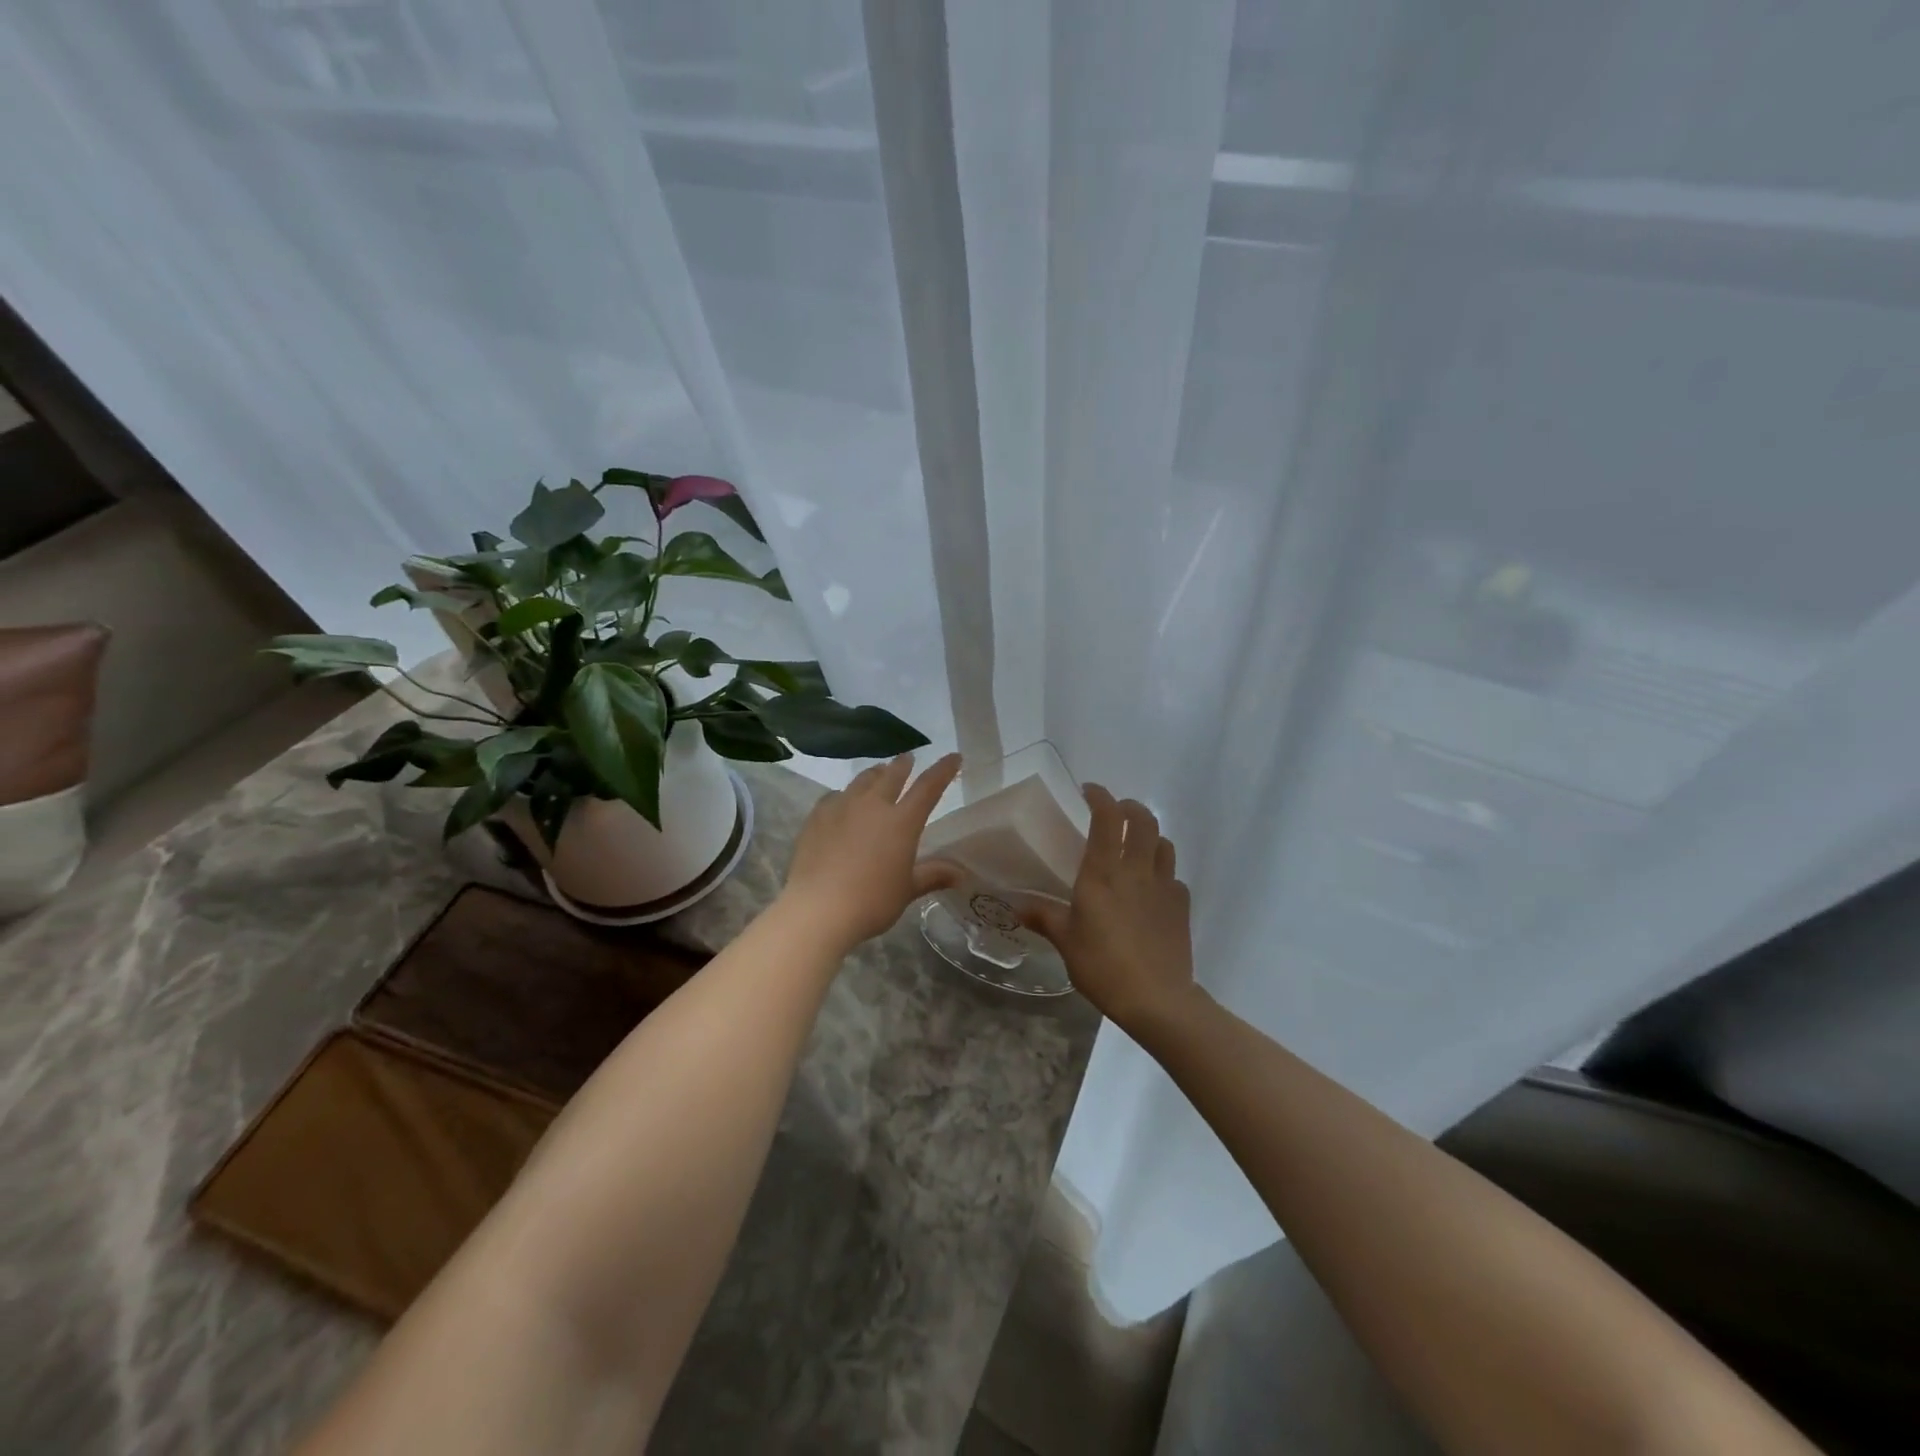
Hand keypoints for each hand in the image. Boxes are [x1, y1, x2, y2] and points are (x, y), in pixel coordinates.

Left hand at [780, 752, 964, 951]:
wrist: (818, 910)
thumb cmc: (872, 902)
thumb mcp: (907, 890)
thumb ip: (933, 875)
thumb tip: (960, 873)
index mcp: (902, 821)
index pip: (928, 787)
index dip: (943, 770)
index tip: (953, 757)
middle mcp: (873, 805)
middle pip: (892, 775)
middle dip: (903, 765)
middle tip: (908, 759)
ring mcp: (841, 808)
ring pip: (862, 780)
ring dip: (875, 774)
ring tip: (878, 773)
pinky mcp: (816, 817)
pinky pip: (834, 797)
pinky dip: (845, 795)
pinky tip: (842, 802)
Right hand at [1022, 785, 1197, 1032]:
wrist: (1156, 999)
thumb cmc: (1102, 966)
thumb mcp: (1065, 941)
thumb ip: (1043, 917)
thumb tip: (1015, 906)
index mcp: (1104, 872)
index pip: (1107, 817)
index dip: (1100, 796)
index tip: (1089, 791)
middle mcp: (1136, 870)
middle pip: (1143, 820)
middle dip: (1130, 808)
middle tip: (1115, 813)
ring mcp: (1164, 886)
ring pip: (1163, 843)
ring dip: (1149, 836)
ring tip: (1135, 846)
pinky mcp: (1181, 906)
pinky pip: (1174, 876)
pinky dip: (1162, 872)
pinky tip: (1151, 889)